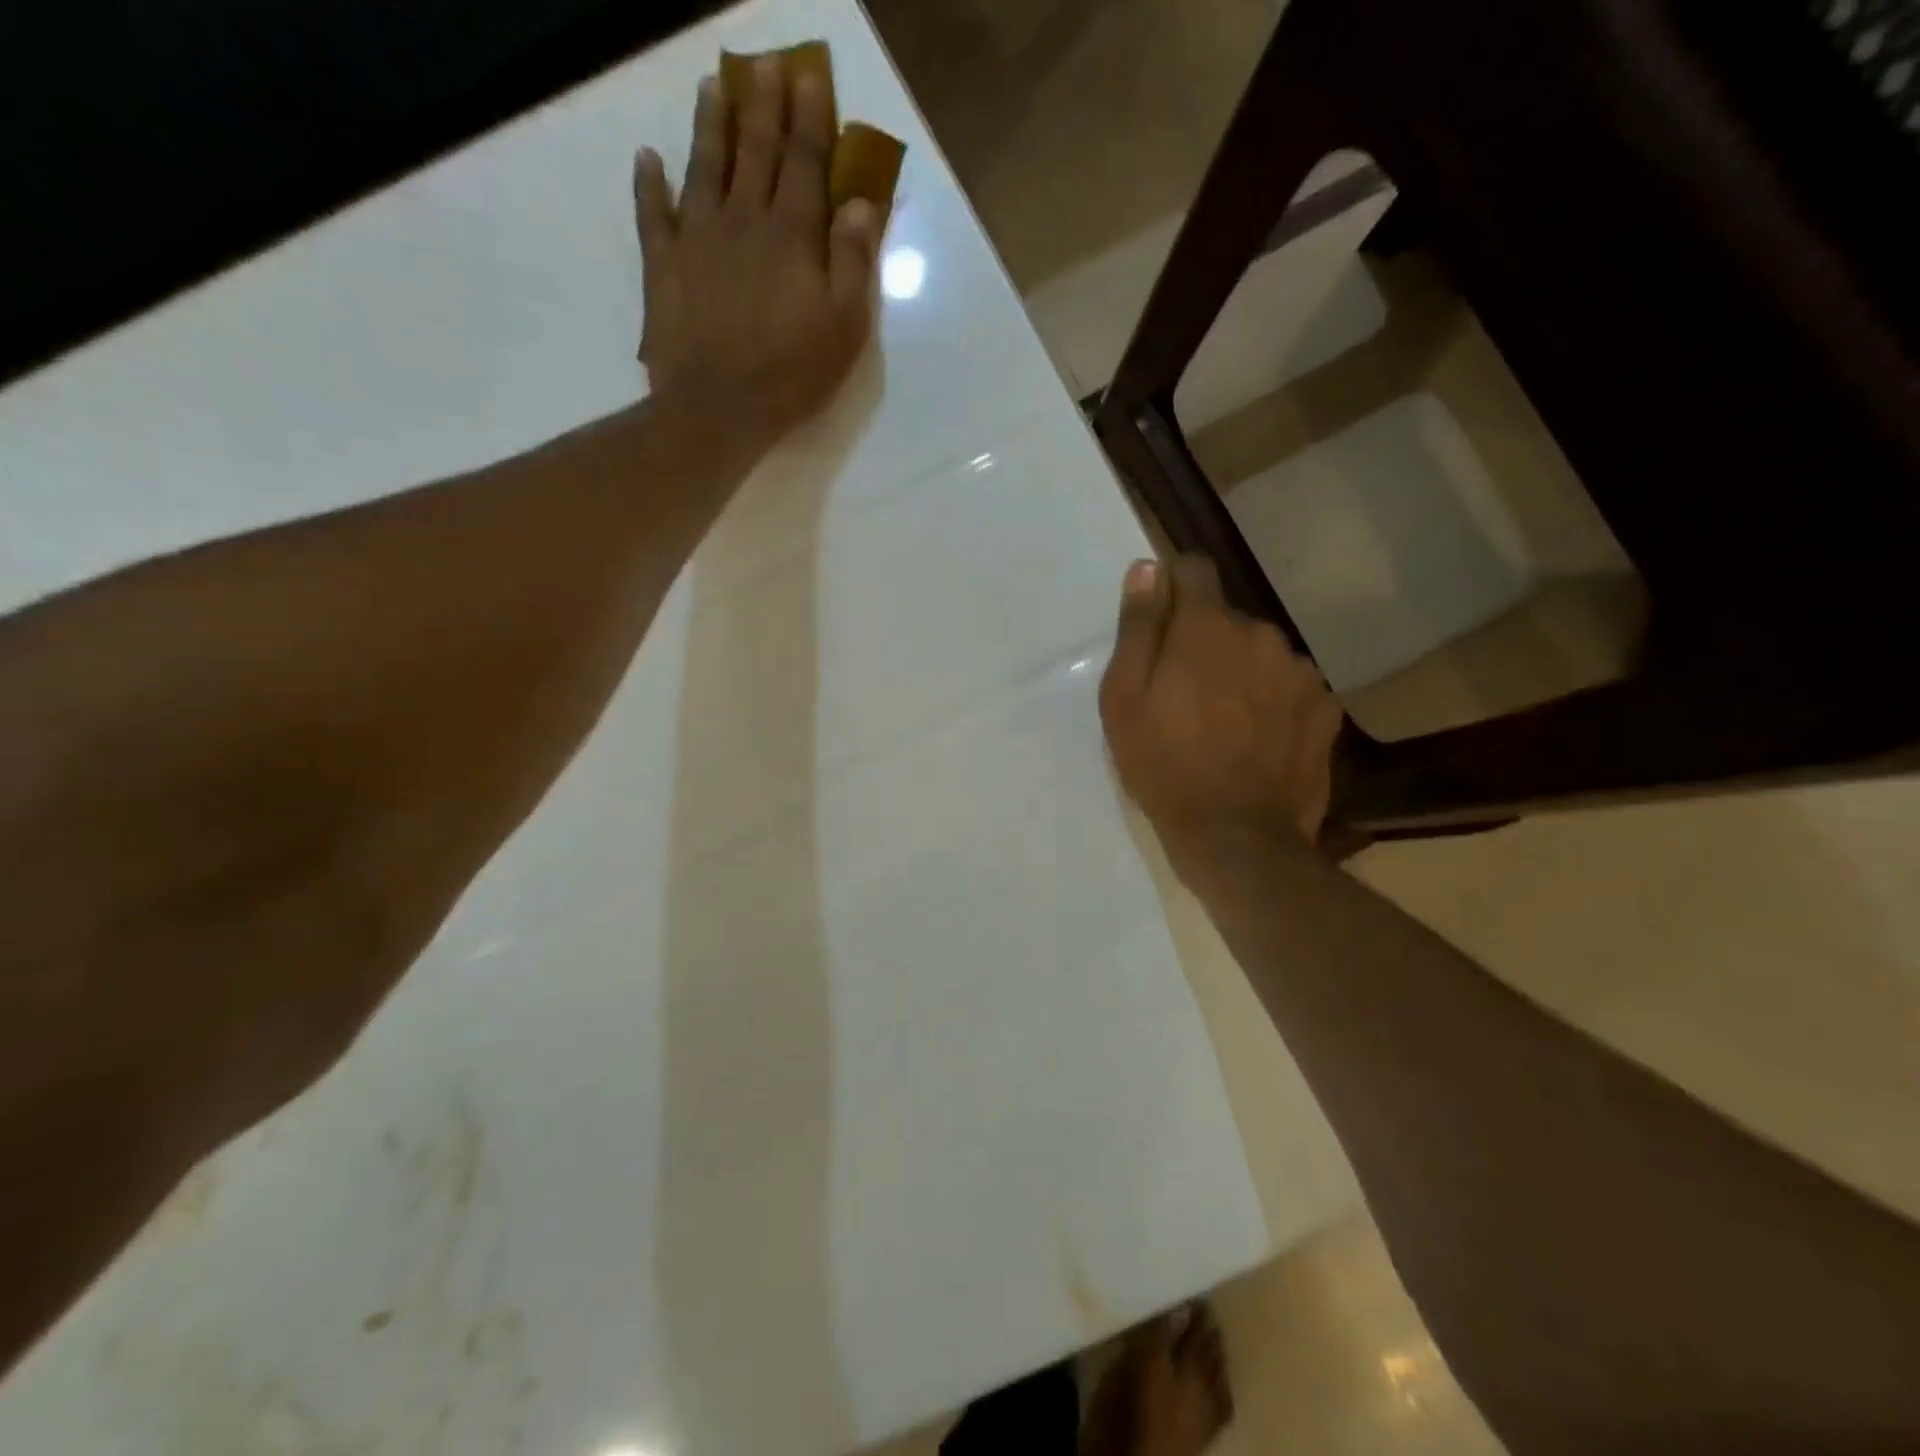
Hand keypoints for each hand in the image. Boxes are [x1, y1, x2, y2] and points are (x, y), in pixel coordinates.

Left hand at [633, 59, 879, 452]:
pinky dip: (648, 183)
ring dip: (710, 123)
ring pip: (704, 165)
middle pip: (755, 149)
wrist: (718, 406)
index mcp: (792, 234)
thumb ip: (854, 262)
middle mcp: (743, 219)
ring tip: (713, 87)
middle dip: (763, 103)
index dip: (809, 118)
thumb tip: (860, 204)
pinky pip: (652, 212)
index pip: (804, 161)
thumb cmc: (792, 373)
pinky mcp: (663, 264)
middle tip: (766, 65)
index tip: (809, 78)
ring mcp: (697, 237)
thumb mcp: (844, 327)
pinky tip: (647, 159)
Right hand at [1099, 555, 1343, 871]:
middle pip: (1227, 619)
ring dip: (1242, 671)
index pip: (1194, 570)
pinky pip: (1291, 687)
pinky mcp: (1325, 709)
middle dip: (1204, 643)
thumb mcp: (1125, 698)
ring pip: (1261, 653)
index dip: (1173, 588)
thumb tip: (1147, 568)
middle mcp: (1261, 634)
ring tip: (1224, 723)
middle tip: (1184, 696)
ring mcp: (1299, 672)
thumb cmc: (1164, 765)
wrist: (1236, 837)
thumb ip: (1138, 627)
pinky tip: (1259, 740)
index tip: (1161, 624)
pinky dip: (1273, 701)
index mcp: (1207, 628)